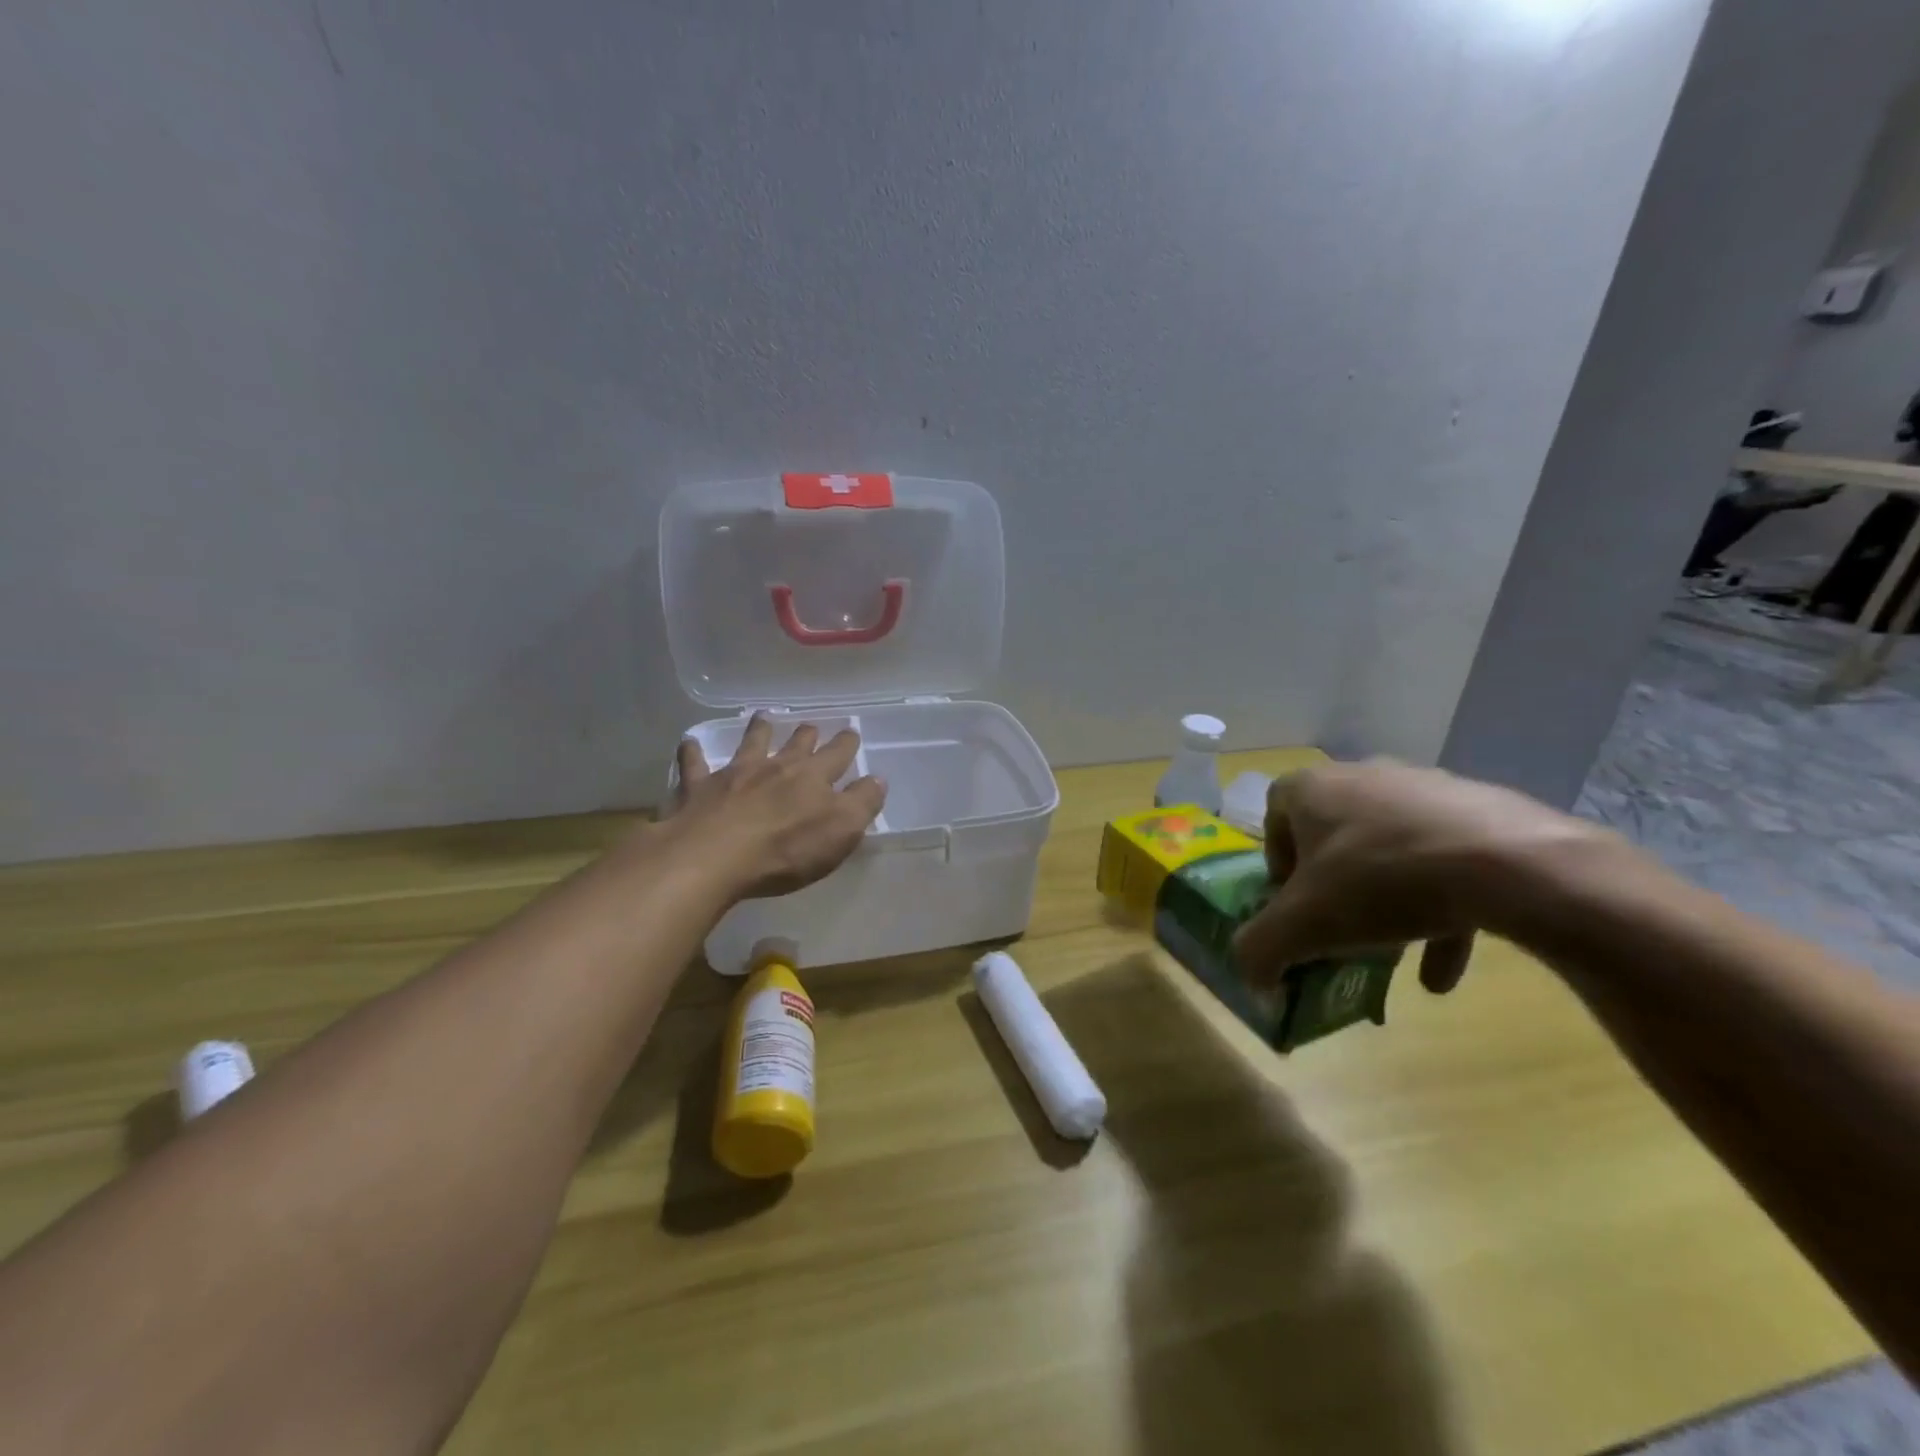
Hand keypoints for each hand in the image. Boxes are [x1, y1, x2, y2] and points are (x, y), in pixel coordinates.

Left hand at [666, 716, 886, 900]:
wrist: (713, 856)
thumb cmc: (785, 849)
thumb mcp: (841, 831)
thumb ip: (862, 803)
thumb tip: (877, 779)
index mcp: (813, 777)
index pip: (837, 755)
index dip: (846, 743)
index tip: (851, 732)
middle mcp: (776, 767)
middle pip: (795, 745)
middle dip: (806, 734)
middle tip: (810, 725)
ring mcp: (735, 774)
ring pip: (750, 744)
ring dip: (758, 730)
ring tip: (762, 717)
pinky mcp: (699, 788)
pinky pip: (694, 764)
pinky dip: (692, 752)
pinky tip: (689, 743)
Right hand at [1232, 758, 1605, 993]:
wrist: (1510, 864)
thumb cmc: (1381, 880)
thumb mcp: (1304, 925)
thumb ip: (1261, 949)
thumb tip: (1251, 977)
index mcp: (1311, 788)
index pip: (1275, 816)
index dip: (1277, 864)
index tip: (1293, 904)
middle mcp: (1362, 776)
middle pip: (1334, 835)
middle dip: (1333, 885)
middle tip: (1341, 926)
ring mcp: (1425, 789)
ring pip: (1390, 850)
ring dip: (1386, 903)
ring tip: (1395, 954)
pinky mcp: (1480, 810)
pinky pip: (1443, 860)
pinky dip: (1438, 910)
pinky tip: (1443, 969)